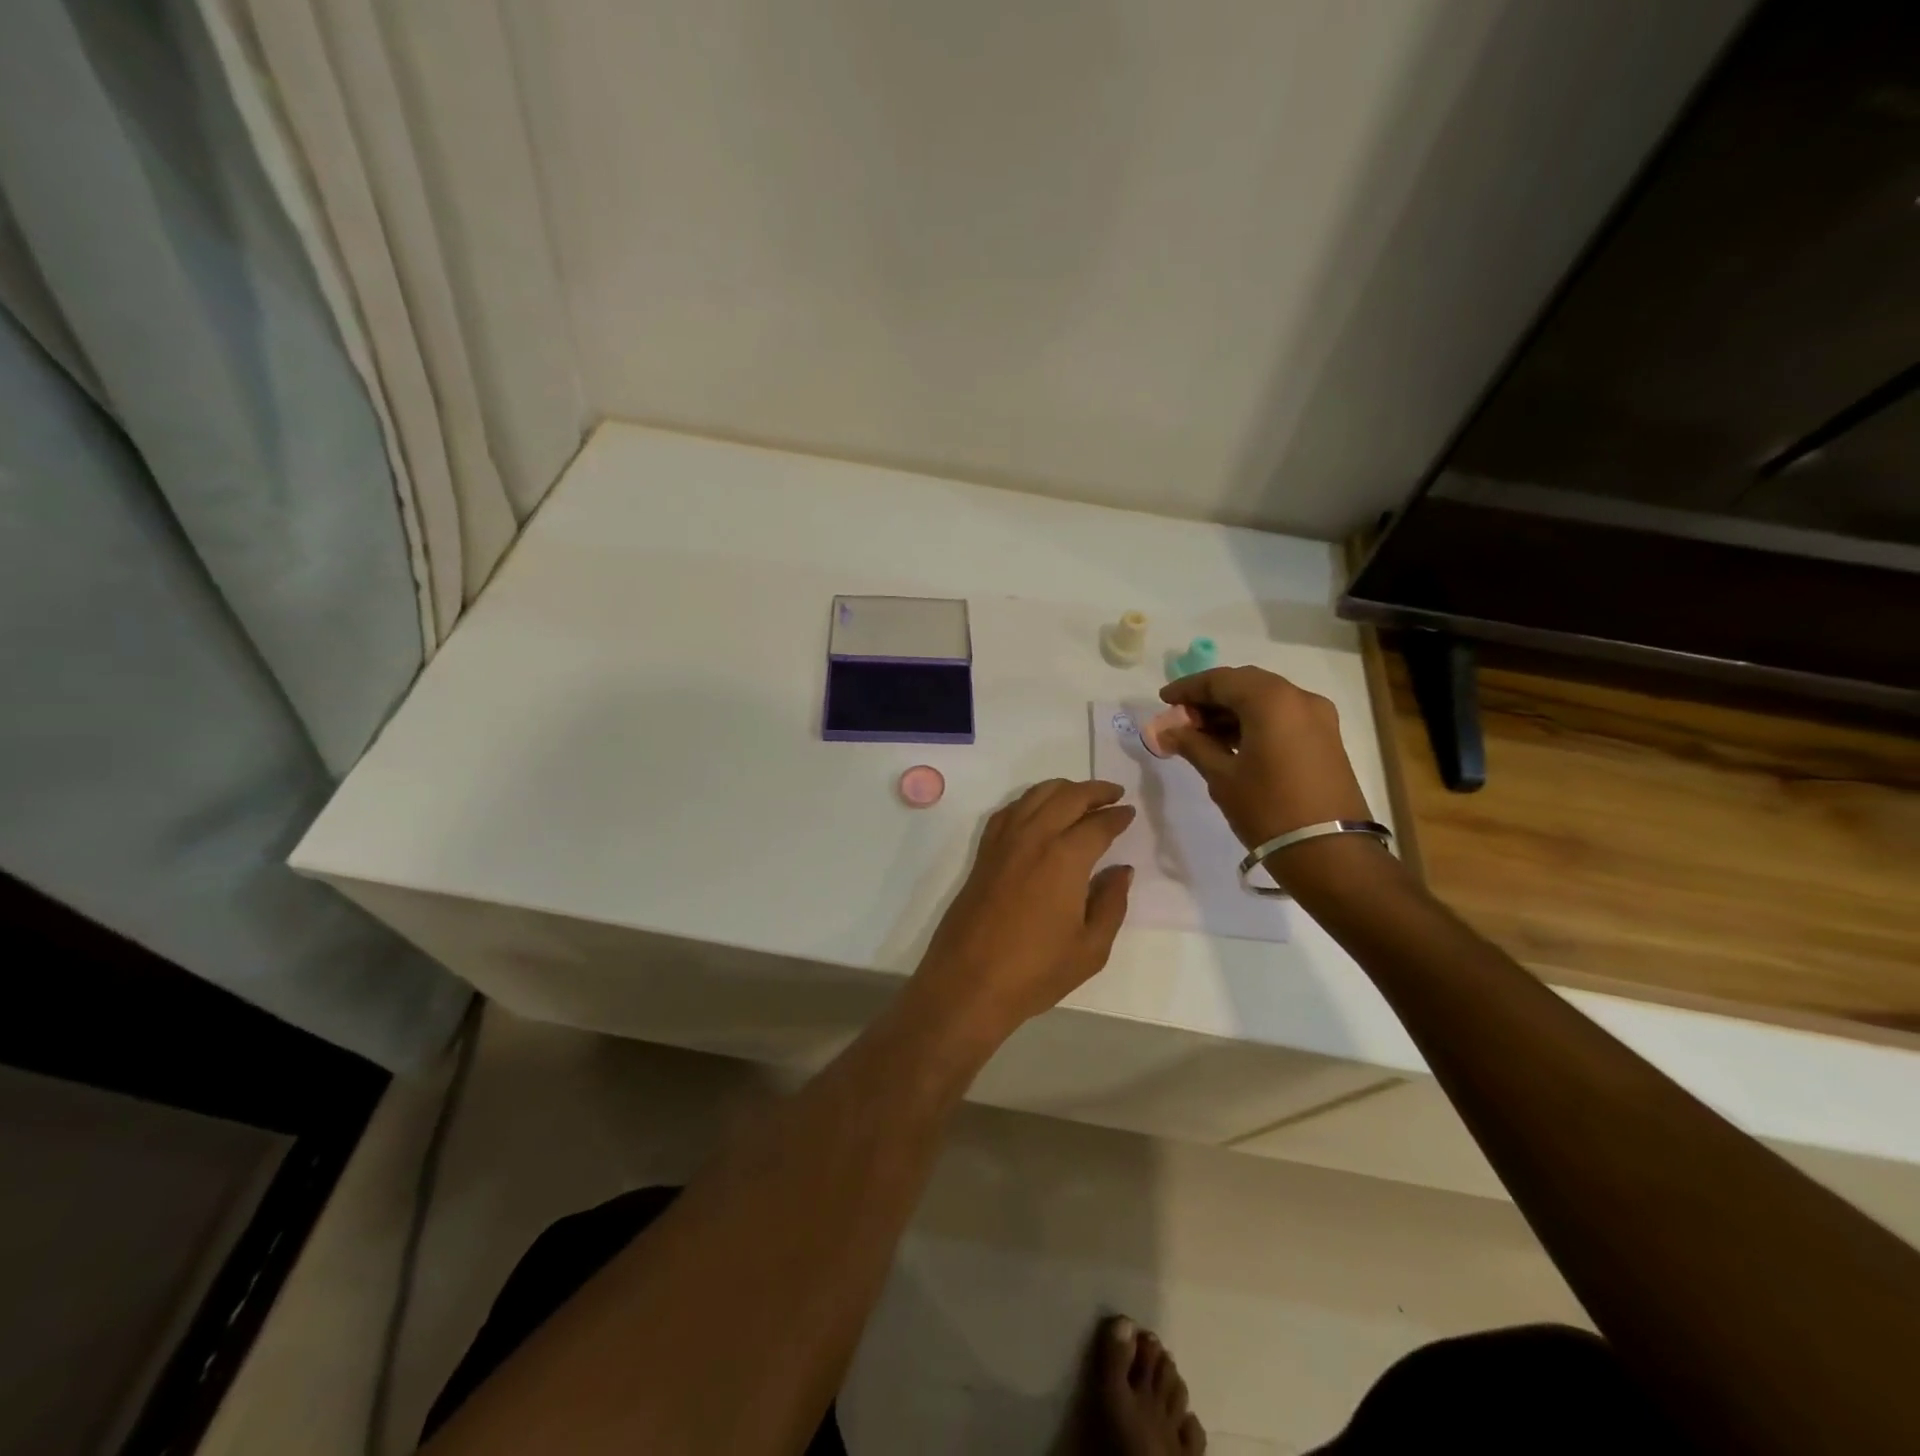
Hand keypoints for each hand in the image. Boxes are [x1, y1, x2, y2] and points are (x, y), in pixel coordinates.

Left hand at [911, 779, 1134, 1045]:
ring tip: (1081, 797)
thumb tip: (1121, 870)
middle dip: (1094, 791)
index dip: (1117, 816)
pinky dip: (1029, 801)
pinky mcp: (983, 853)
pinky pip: (1009, 811)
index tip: (1130, 813)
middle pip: (1067, 797)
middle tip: (1114, 794)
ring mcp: (1003, 842)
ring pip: (1035, 795)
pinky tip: (1038, 812)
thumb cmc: (1036, 971)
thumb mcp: (1091, 948)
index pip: (1098, 824)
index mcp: (1065, 857)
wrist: (969, 982)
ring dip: (1062, 789)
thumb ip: (1111, 903)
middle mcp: (1033, 837)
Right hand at [1159, 666, 1372, 851]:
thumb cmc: (1268, 809)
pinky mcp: (1326, 738)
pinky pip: (1282, 716)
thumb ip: (1192, 745)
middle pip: (1245, 684)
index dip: (1188, 688)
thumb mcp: (1222, 776)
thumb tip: (1167, 730)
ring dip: (1231, 710)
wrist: (1330, 853)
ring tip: (1201, 735)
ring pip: (1265, 699)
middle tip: (1181, 719)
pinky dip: (1253, 721)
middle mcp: (1299, 698)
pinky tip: (1231, 743)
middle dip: (1210, 698)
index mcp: (1271, 700)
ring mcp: (1318, 717)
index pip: (1220, 680)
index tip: (1163, 701)